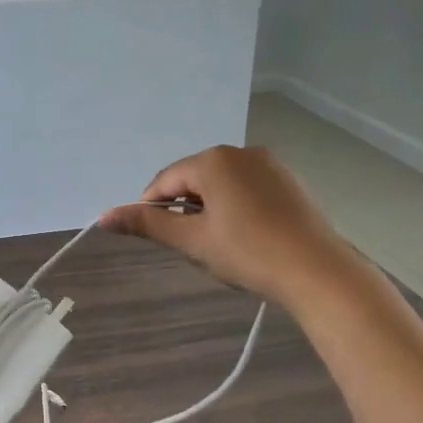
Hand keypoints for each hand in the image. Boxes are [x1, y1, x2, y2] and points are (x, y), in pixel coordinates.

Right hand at [99, 146, 355, 305]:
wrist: (318, 271)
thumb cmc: (248, 253)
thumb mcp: (193, 240)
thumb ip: (148, 224)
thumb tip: (104, 216)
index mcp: (212, 160)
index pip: (166, 180)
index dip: (152, 207)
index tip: (155, 237)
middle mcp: (240, 151)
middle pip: (194, 178)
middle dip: (185, 208)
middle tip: (191, 246)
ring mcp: (269, 164)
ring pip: (222, 183)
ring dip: (210, 208)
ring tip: (220, 244)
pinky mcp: (288, 180)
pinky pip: (247, 187)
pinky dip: (236, 207)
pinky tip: (246, 236)